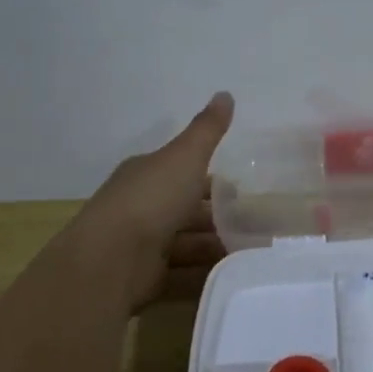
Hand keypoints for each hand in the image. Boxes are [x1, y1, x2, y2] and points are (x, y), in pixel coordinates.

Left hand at [62, 91, 234, 311]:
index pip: (184, 173)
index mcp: (147, 174)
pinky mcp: (146, 278)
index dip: (214, 182)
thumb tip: (225, 93)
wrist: (112, 259)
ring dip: (217, 247)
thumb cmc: (151, 200)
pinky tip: (235, 276)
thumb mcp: (185, 157)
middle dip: (221, 218)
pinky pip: (183, 273)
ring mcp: (142, 245)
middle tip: (260, 227)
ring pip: (188, 243)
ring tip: (256, 254)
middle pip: (188, 210)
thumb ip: (208, 130)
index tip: (246, 192)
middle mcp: (142, 207)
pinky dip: (206, 274)